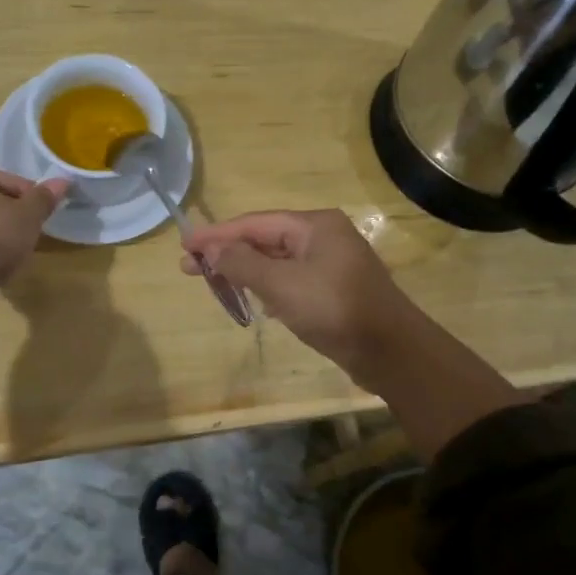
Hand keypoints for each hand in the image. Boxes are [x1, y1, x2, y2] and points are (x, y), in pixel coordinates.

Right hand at [182, 210, 418, 379]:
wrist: (391, 352)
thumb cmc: (334, 310)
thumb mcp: (282, 285)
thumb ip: (243, 263)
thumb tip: (212, 247)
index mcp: (314, 225)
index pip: (254, 223)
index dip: (216, 234)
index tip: (184, 244)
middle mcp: (323, 236)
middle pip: (265, 239)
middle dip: (227, 253)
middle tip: (190, 268)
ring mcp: (331, 263)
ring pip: (277, 261)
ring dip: (246, 270)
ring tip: (214, 282)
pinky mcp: (334, 289)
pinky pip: (291, 279)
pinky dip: (267, 286)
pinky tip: (252, 300)